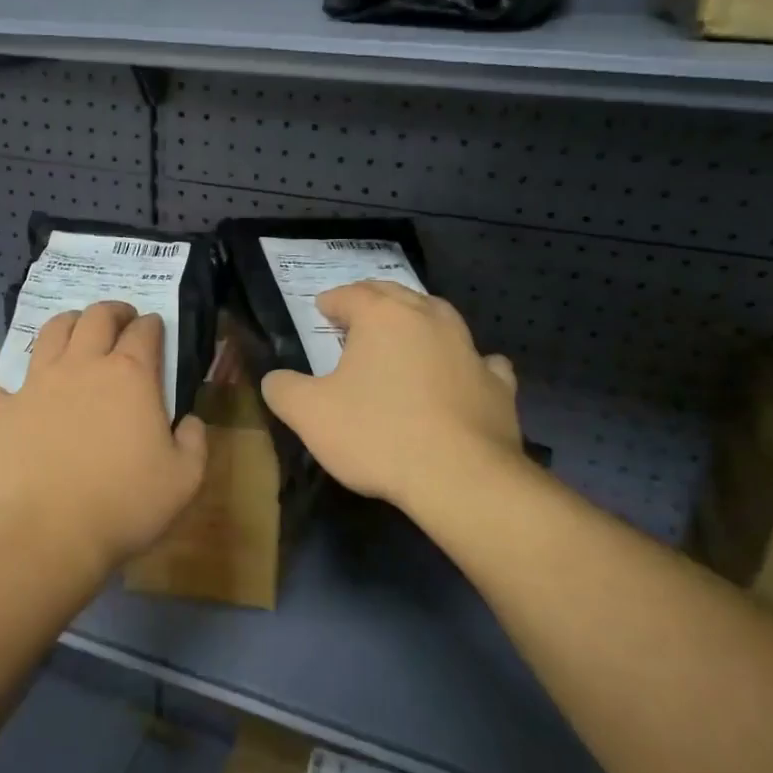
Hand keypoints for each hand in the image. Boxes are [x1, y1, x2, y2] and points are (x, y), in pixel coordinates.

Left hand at [0, 301, 207, 570]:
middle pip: (96, 317)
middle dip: (112, 311)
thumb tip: (188, 421)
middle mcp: (82, 366)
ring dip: (65, 325)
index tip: (155, 328)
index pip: (145, 332)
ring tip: (71, 333)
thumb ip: (194, 441)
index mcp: (130, 376)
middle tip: (120, 320)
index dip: (153, 325)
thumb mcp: (185, 479)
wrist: (52, 536)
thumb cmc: (126, 505)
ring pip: (49, 333)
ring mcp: (35, 386)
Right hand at [260, 280, 526, 518]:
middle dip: (373, 301)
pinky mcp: (497, 385)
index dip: (332, 301)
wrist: (460, 477)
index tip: (321, 309)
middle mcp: (429, 319)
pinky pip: (480, 361)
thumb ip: (283, 389)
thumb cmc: (377, 435)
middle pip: (396, 296)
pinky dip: (466, 362)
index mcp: (383, 317)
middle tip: (357, 316)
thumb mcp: (309, 414)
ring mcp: (469, 349)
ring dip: (419, 322)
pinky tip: (460, 373)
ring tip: (405, 336)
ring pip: (440, 319)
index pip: (351, 295)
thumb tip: (274, 379)